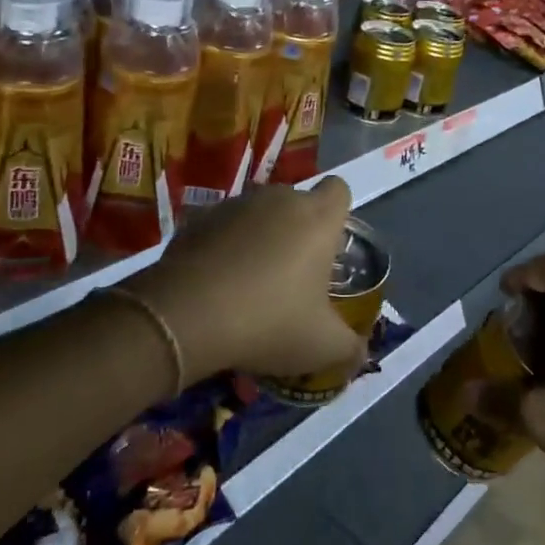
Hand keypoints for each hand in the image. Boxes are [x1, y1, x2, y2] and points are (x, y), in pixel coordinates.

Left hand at [124, 178, 366, 384]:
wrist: (184, 317)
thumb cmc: (269, 322)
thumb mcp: (321, 346)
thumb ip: (350, 348)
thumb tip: (360, 354)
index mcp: (317, 218)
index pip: (339, 190)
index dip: (338, 214)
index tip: (330, 247)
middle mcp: (278, 199)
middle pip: (297, 203)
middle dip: (298, 231)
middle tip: (293, 276)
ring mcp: (234, 205)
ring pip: (258, 214)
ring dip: (260, 238)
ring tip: (250, 283)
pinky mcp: (197, 218)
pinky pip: (222, 227)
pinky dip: (224, 246)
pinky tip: (216, 284)